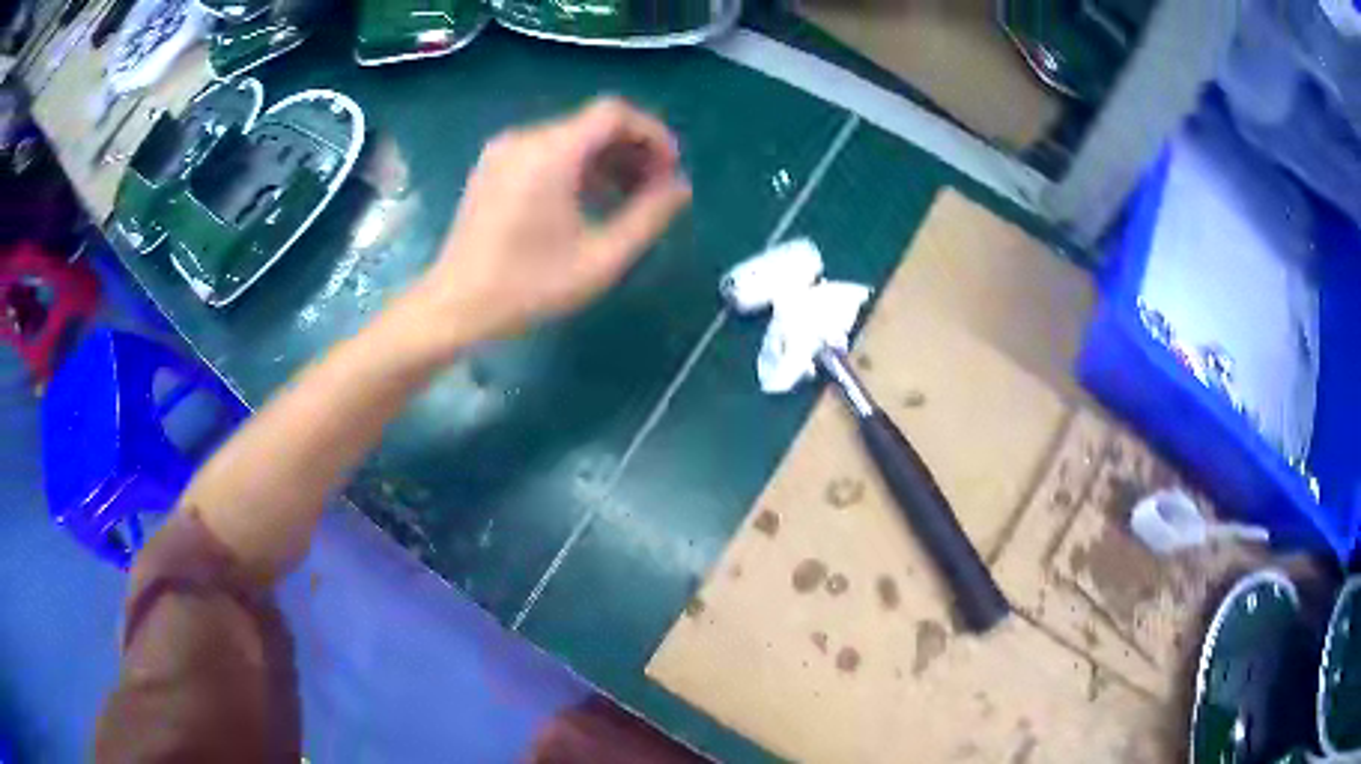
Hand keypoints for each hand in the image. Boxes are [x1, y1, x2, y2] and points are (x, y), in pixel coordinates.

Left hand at [407, 97, 691, 352]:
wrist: (455, 306)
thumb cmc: (528, 286)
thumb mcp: (601, 258)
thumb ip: (649, 217)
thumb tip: (680, 187)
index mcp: (551, 152)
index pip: (614, 113)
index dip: (652, 133)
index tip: (670, 168)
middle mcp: (526, 138)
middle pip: (593, 124)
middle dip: (632, 150)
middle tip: (655, 190)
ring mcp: (503, 151)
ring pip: (570, 137)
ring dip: (606, 159)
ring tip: (628, 199)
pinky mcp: (492, 167)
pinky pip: (546, 150)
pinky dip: (576, 165)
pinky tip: (588, 200)